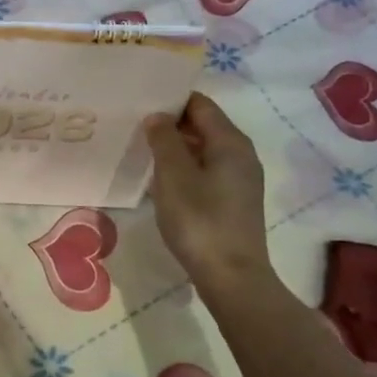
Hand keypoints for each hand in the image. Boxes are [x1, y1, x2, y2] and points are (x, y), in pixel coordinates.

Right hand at [144, 92, 287, 298]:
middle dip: (171, 123)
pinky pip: (207, 170)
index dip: (171, 99)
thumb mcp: (173, 176)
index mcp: (230, 141)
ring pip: (204, 149)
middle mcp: (241, 154)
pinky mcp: (234, 200)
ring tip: (143, 149)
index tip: (140, 101)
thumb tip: (158, 116)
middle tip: (135, 125)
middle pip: (204, 125)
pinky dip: (185, 167)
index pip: (200, 104)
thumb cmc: (200, 220)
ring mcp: (240, 179)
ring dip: (176, 147)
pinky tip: (162, 179)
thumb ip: (164, 140)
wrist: (231, 276)